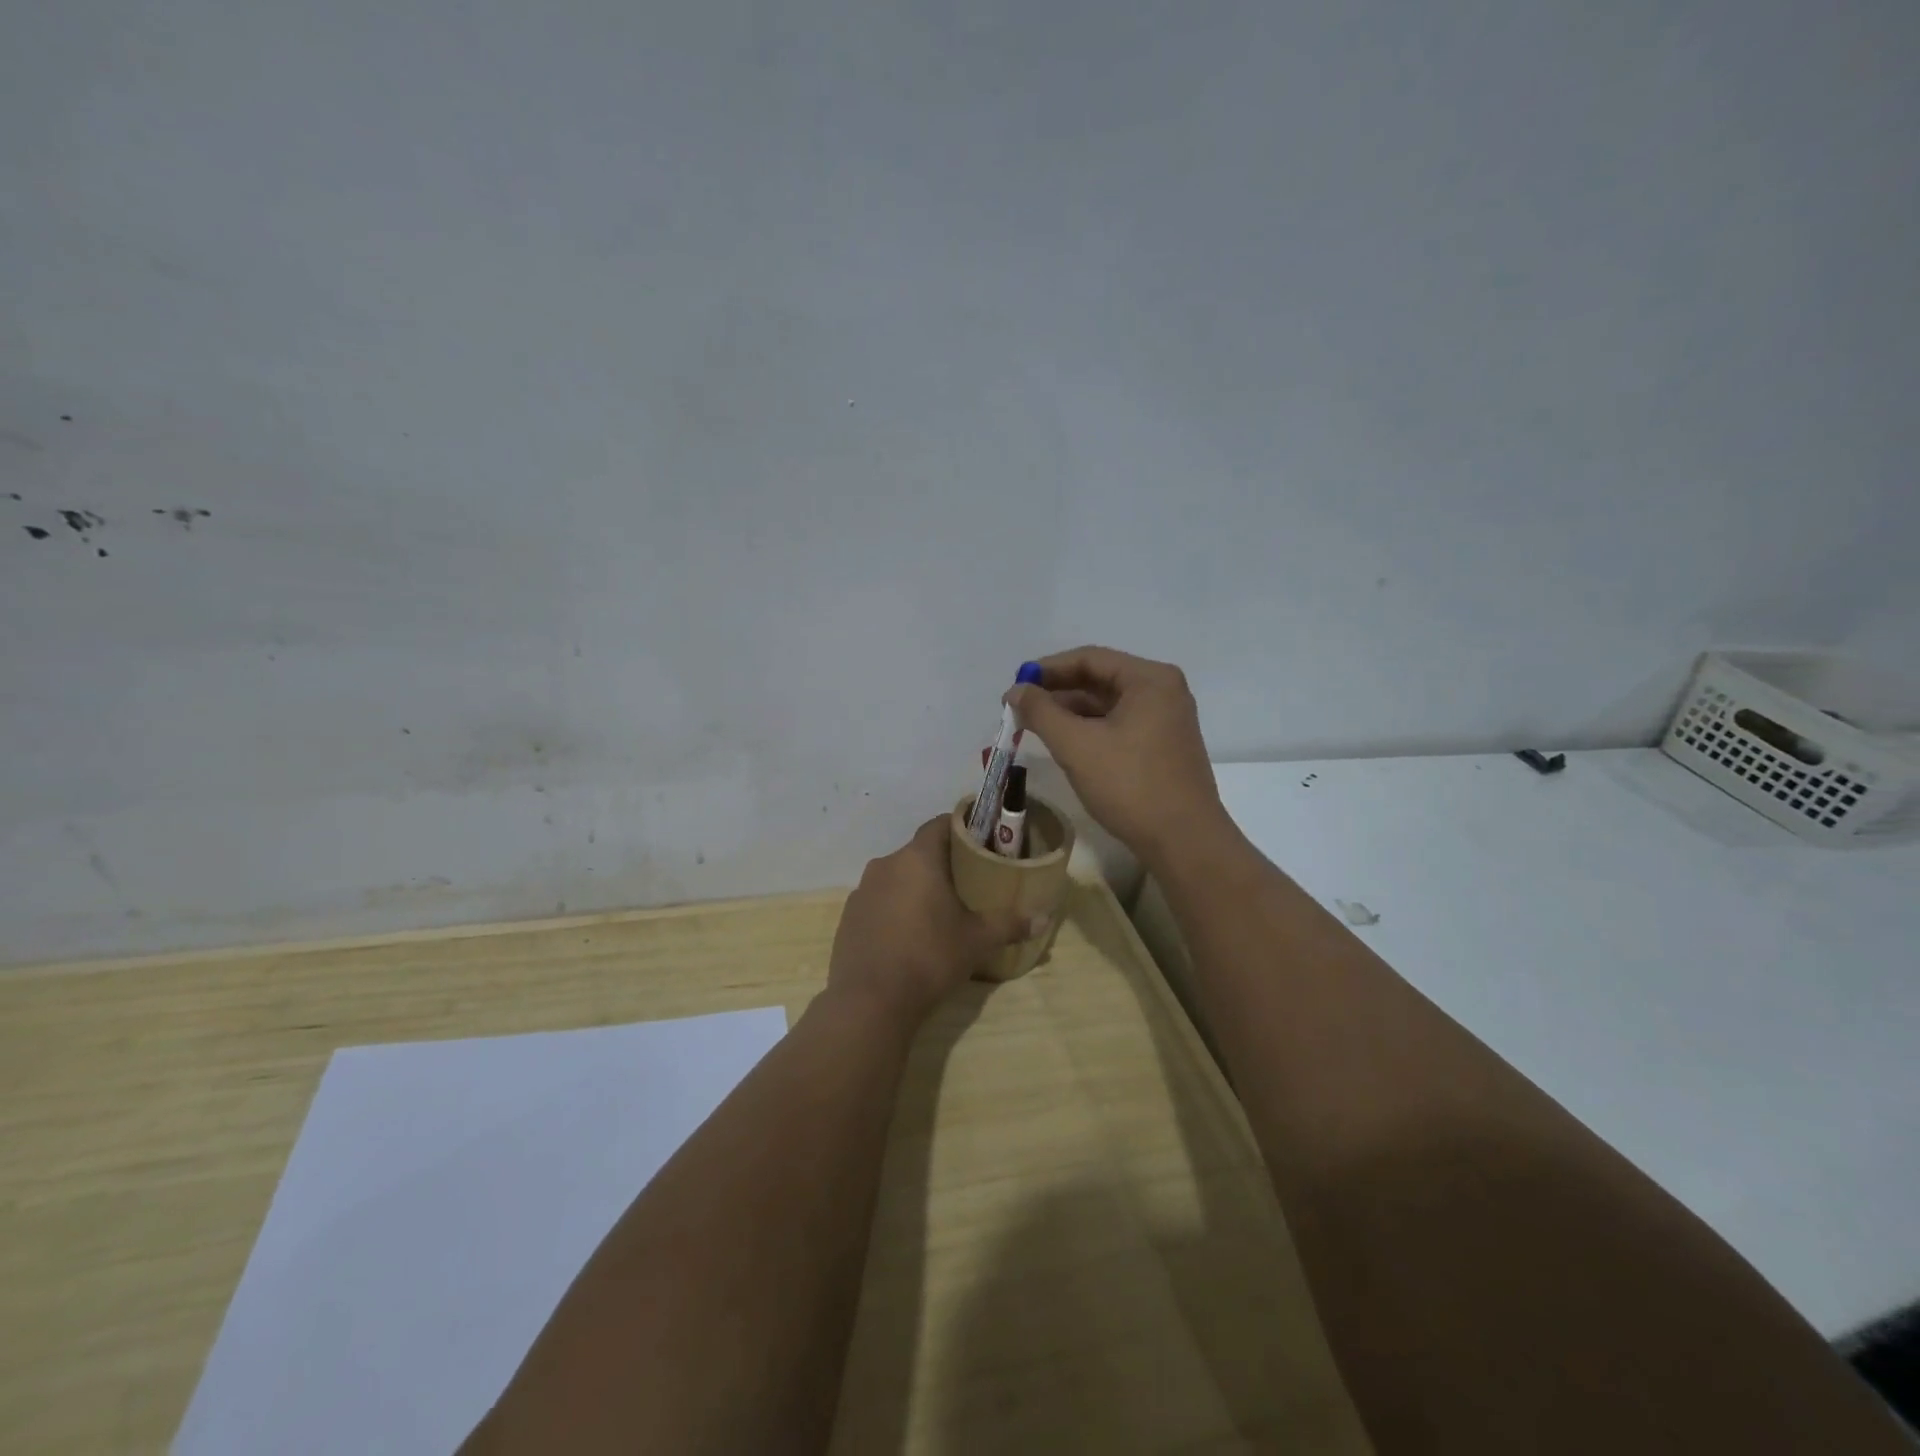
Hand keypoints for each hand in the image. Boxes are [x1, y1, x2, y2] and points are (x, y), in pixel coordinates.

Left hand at [826, 817, 1030, 1026]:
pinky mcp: (849, 916)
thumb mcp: (977, 941)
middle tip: (967, 883)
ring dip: (916, 887)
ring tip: (938, 912)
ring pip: (897, 877)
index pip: (940, 825)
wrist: (870, 1001)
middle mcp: (886, 864)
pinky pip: (879, 901)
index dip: (961, 828)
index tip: (980, 843)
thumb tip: (1044, 919)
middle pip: (919, 852)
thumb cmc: (929, 957)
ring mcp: (862, 890)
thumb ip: (1009, 924)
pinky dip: (895, 909)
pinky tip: (908, 936)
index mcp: (917, 858)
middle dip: (942, 864)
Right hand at [1007, 646, 1229, 867]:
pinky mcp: (1163, 746)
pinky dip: (1090, 730)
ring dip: (1071, 712)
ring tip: (1034, 727)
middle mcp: (1163, 691)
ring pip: (1108, 705)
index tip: (1016, 685)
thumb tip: (1016, 691)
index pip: (1090, 658)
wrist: (1184, 841)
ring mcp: (1166, 720)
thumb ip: (1041, 712)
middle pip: (1100, 679)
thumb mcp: (1076, 745)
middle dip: (1058, 692)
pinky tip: (1065, 744)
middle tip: (1020, 708)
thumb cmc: (1130, 785)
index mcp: (1150, 679)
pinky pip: (1119, 725)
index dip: (1047, 669)